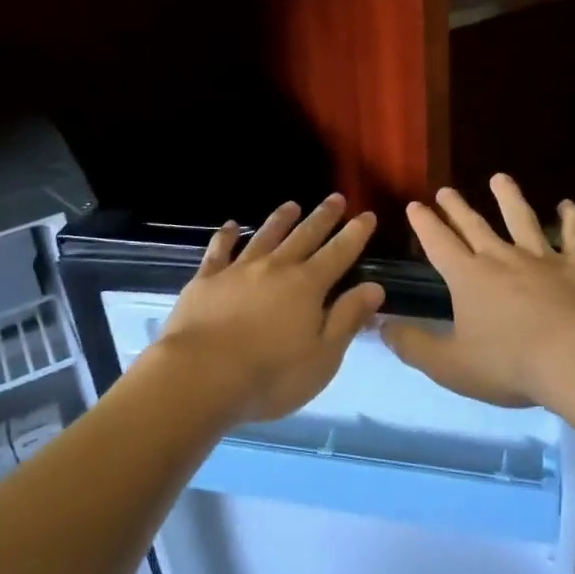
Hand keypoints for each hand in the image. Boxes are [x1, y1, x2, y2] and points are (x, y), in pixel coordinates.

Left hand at [152, 194, 385, 424]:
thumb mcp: (323, 356)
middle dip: (323, 217)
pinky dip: (226, 236)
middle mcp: (276, 268)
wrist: (200, 376)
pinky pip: (219, 250)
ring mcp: (238, 270)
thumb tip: (374, 287)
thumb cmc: (270, 375)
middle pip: (304, 236)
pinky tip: (230, 226)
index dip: (355, 234)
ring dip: (280, 219)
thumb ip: (347, 319)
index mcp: (307, 286)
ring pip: (265, 236)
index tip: (367, 215)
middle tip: (336, 198)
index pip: (339, 253)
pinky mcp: (206, 280)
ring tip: (292, 205)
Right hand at [383, 174, 574, 409]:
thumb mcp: (449, 365)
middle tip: (446, 190)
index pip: (439, 244)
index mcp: (468, 278)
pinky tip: (569, 205)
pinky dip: (572, 219)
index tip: (414, 205)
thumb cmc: (509, 364)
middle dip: (457, 208)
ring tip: (500, 178)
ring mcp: (542, 259)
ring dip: (508, 198)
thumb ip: (413, 345)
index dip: (424, 224)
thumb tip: (380, 325)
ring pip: (521, 220)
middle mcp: (502, 259)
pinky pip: (574, 236)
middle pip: (474, 227)